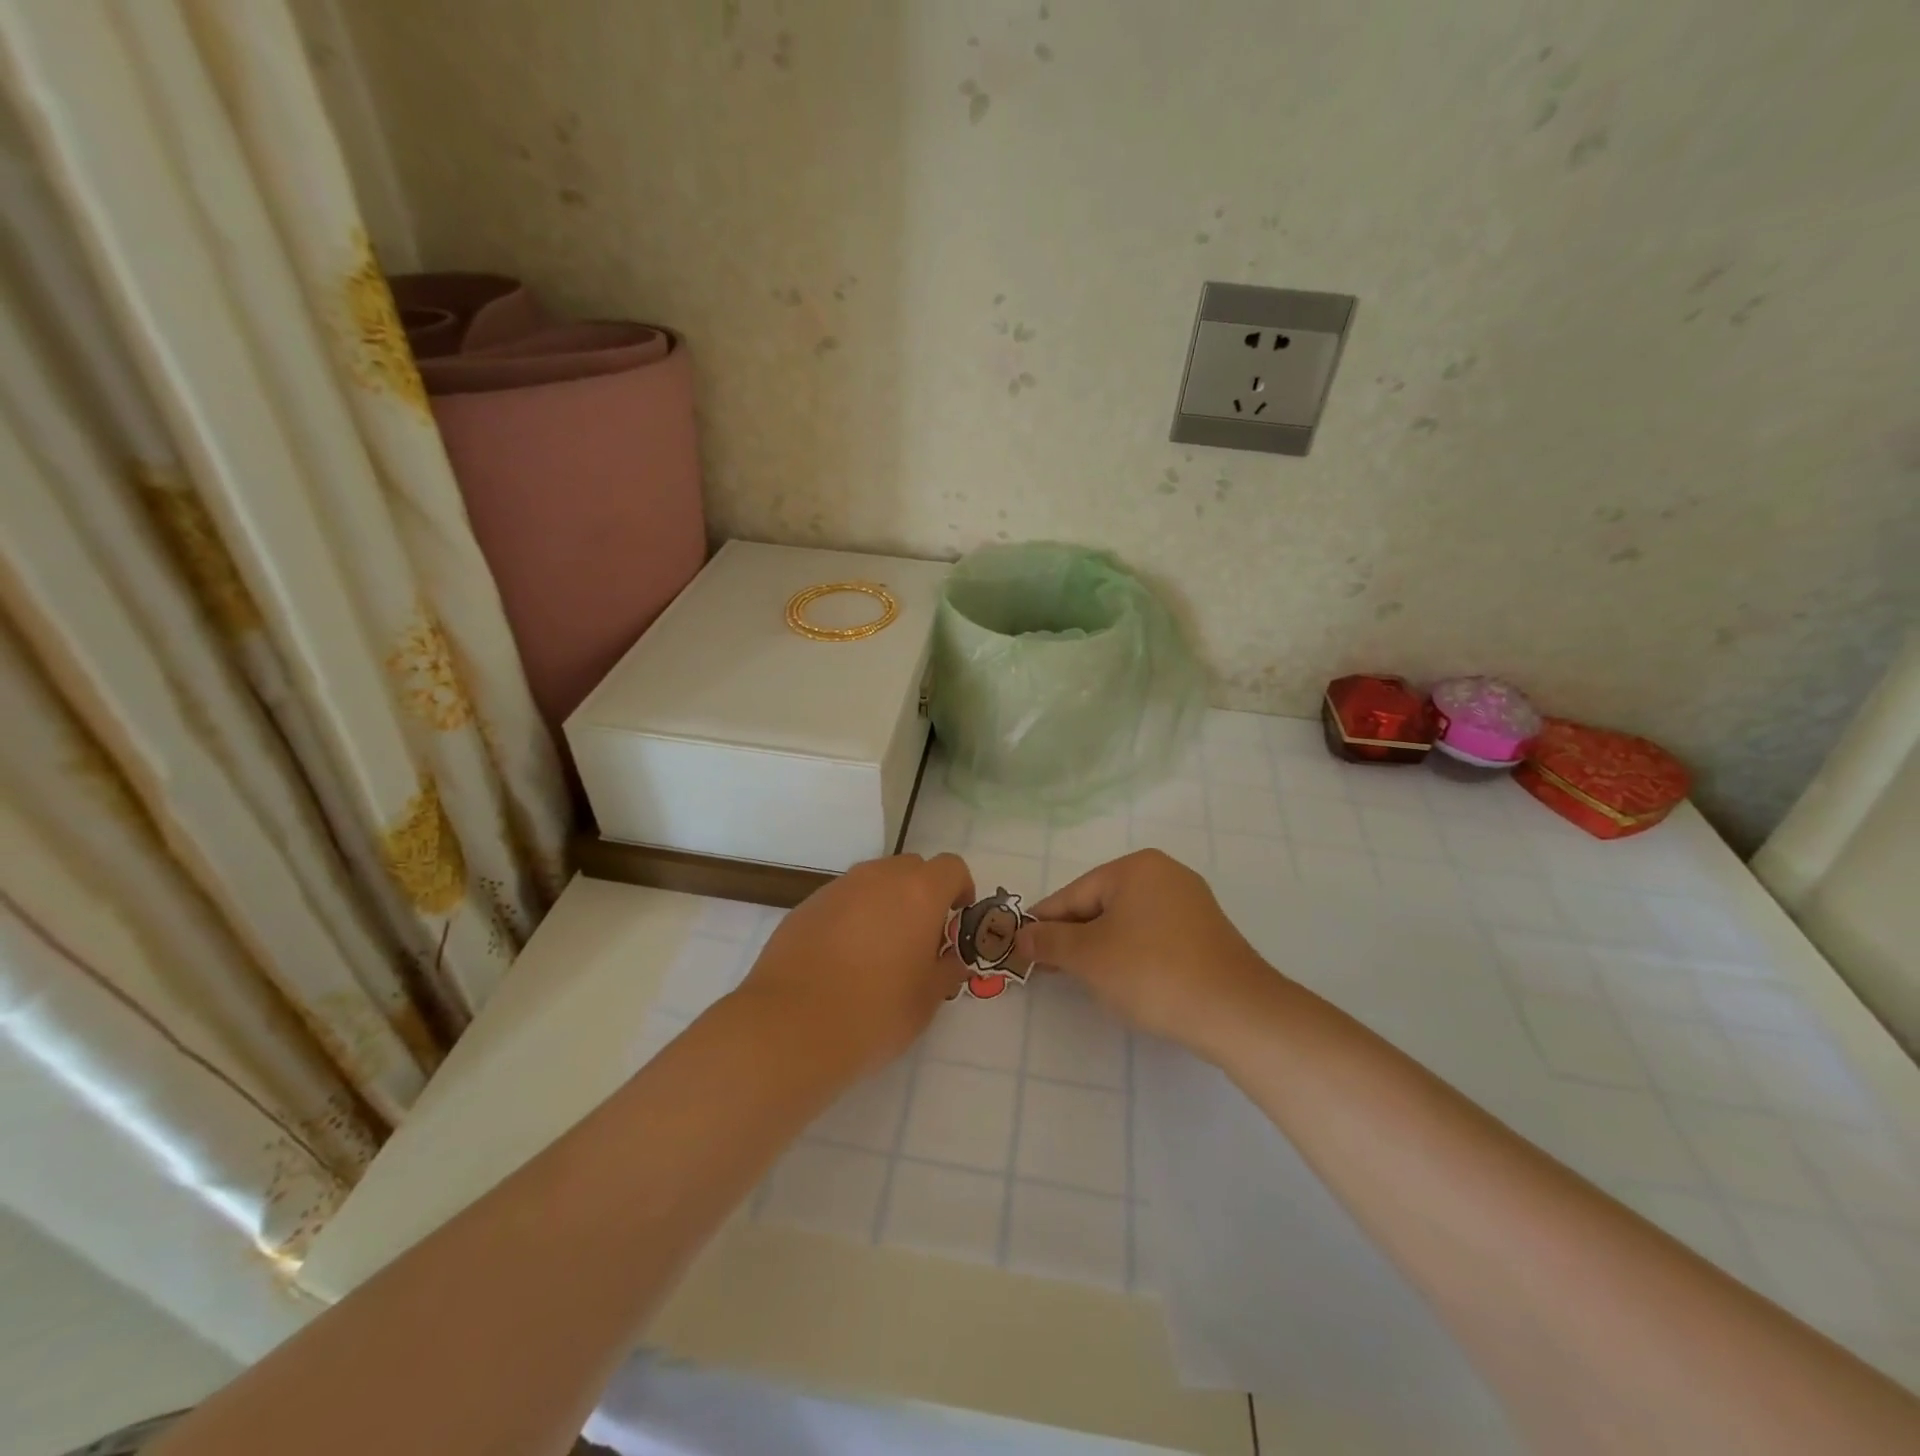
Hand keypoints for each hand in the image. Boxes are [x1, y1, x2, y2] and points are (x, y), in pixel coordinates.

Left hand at [738, 852, 973, 1073]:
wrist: (789, 1027)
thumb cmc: (873, 1013)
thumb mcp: (926, 1001)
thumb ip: (946, 971)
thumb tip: (951, 959)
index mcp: (918, 893)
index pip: (951, 867)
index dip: (960, 889)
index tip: (955, 920)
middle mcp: (879, 878)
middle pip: (911, 868)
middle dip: (922, 894)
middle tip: (920, 937)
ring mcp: (838, 888)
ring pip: (874, 881)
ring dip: (885, 903)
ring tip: (879, 950)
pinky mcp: (806, 905)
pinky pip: (842, 900)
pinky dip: (852, 916)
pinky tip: (842, 958)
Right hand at [1014, 849, 1274, 1057]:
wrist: (1236, 1012)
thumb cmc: (1151, 972)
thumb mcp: (1088, 956)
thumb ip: (1049, 941)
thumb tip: (1021, 934)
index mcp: (1136, 867)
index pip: (1074, 894)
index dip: (1044, 923)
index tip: (1021, 949)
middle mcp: (1165, 874)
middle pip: (1101, 905)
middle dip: (1074, 938)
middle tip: (1050, 970)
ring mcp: (1191, 903)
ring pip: (1127, 923)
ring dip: (1101, 949)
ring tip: (1086, 980)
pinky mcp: (1206, 934)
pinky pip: (1153, 937)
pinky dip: (1132, 955)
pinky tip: (1126, 982)